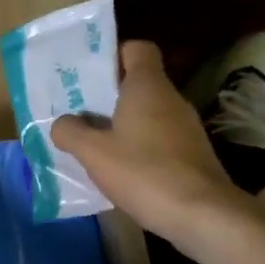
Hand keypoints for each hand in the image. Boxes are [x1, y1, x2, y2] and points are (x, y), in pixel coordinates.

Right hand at [50, 40, 240, 244]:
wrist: (202, 215)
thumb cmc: (144, 172)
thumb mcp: (94, 153)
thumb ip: (71, 132)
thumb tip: (62, 123)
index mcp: (148, 86)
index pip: (137, 49)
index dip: (114, 55)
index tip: (90, 74)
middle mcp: (171, 99)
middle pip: (138, 82)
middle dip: (108, 95)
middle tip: (78, 110)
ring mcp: (186, 127)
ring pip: (148, 113)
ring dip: (121, 124)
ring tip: (93, 143)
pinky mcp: (192, 154)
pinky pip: (158, 138)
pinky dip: (139, 146)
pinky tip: (120, 169)